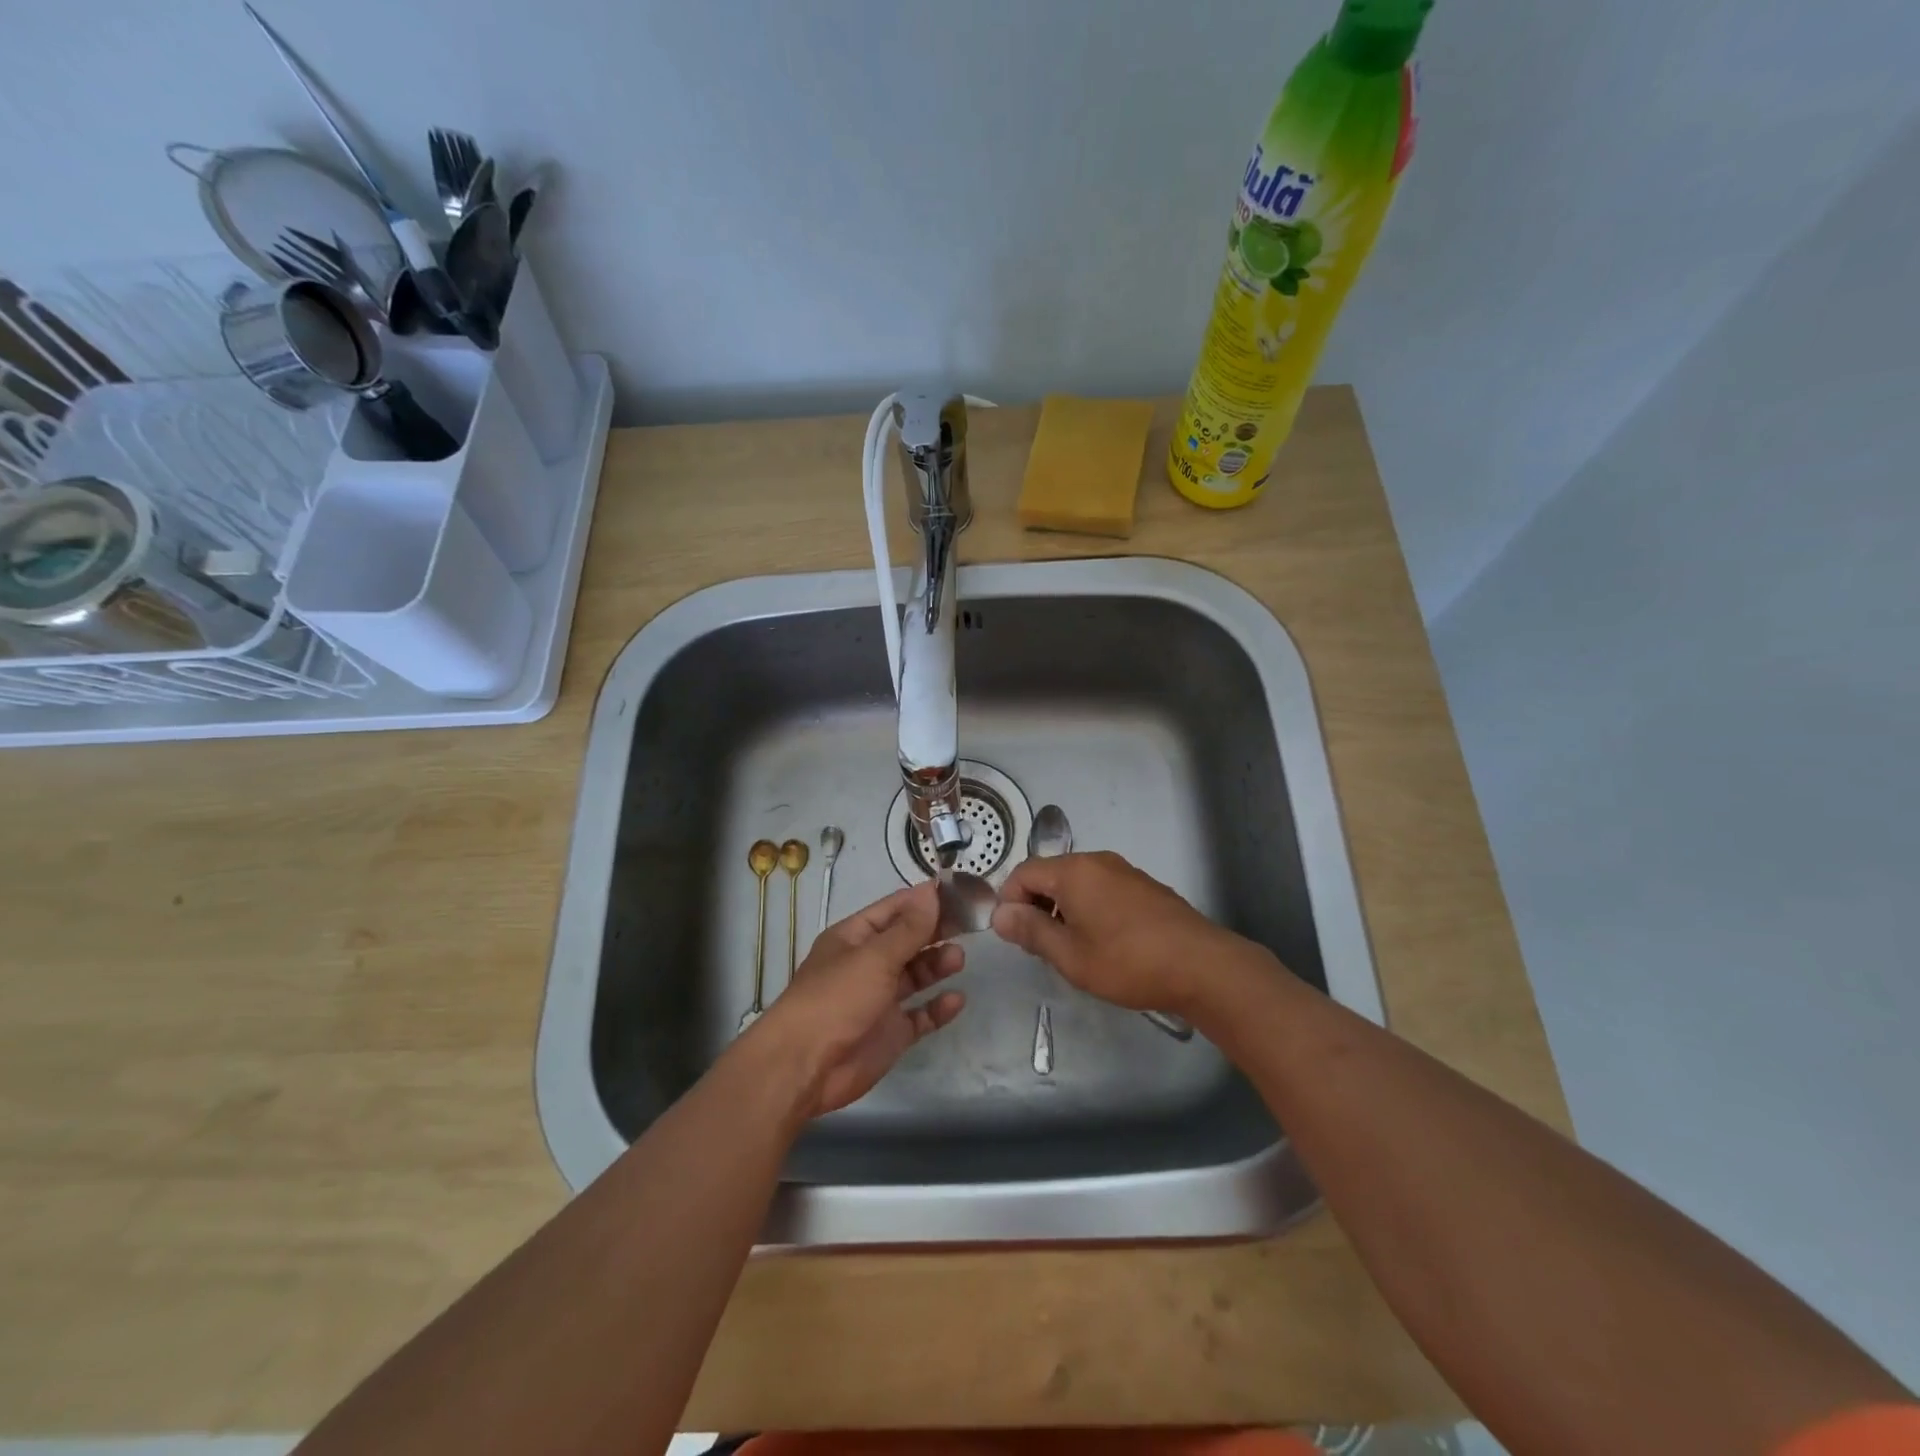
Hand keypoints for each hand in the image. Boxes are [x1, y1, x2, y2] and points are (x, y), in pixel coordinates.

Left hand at [755, 880, 964, 1118]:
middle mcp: (867, 964)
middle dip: (935, 932)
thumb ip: (909, 928)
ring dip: (937, 966)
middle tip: (970, 924)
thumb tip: (931, 891)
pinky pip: (920, 1015)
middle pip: (907, 941)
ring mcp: (879, 1000)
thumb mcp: (875, 956)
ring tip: (959, 959)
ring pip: (915, 976)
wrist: (805, 1066)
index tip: (958, 893)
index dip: (923, 901)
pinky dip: (938, 1008)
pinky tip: (956, 1000)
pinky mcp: (890, 1033)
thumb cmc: (836, 998)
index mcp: (854, 938)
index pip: (894, 910)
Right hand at [992, 851, 1249, 1014]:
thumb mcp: (1070, 955)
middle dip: (1036, 906)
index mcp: (1074, 871)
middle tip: (1041, 947)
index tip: (1014, 937)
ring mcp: (1125, 872)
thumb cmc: (1128, 962)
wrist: (1202, 967)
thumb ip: (1031, 931)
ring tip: (1072, 950)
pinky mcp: (1144, 887)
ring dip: (1063, 910)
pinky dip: (1089, 909)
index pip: (1023, 872)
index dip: (1009, 902)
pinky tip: (1104, 943)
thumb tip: (1000, 914)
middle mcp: (1098, 861)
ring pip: (1077, 883)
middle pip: (1050, 874)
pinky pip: (1101, 889)